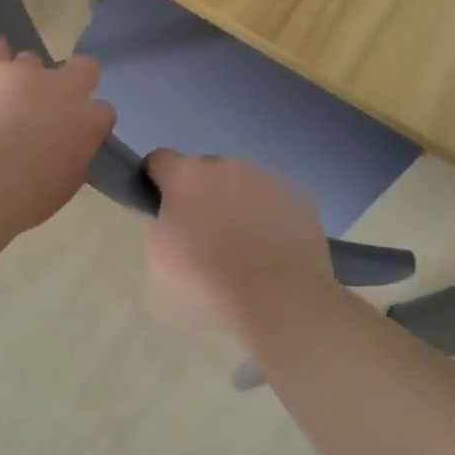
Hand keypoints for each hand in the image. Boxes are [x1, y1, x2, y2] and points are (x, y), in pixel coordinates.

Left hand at [0, 42, 114, 231]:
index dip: (90, 120)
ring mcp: (28, 73)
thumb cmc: (27, 196)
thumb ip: (75, 154)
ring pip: (34, 61)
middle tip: (51, 105)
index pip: (104, 110)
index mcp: (89, 120)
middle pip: (84, 68)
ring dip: (26, 78)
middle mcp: (65, 87)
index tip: (76, 133)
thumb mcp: (67, 183)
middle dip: (73, 81)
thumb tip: (68, 146)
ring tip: (7, 99)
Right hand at [143, 150, 333, 335]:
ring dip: (238, 203)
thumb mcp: (160, 257)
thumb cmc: (207, 278)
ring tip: (245, 246)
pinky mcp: (298, 196)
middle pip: (206, 170)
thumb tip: (175, 217)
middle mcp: (226, 165)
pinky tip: (273, 250)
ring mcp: (266, 178)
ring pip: (244, 184)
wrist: (277, 295)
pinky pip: (275, 201)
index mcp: (186, 176)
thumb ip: (164, 225)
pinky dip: (270, 217)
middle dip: (202, 193)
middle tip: (205, 232)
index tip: (159, 200)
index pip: (160, 159)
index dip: (156, 177)